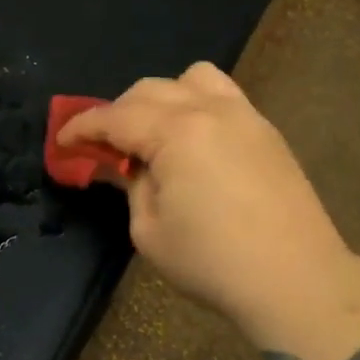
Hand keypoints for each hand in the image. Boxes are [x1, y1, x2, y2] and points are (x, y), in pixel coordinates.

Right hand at [59, 64, 359, 344]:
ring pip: (192, 79)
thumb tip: (123, 166)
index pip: (116, 117)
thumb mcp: (150, 230)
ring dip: (162, 97)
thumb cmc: (213, 261)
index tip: (62, 142)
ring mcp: (244, 115)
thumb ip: (130, 186)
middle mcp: (209, 109)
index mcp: (176, 132)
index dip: (82, 128)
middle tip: (104, 146)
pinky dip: (196, 104)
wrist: (297, 280)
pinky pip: (223, 95)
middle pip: (149, 90)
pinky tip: (194, 141)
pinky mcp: (266, 131)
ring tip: (155, 132)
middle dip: (118, 112)